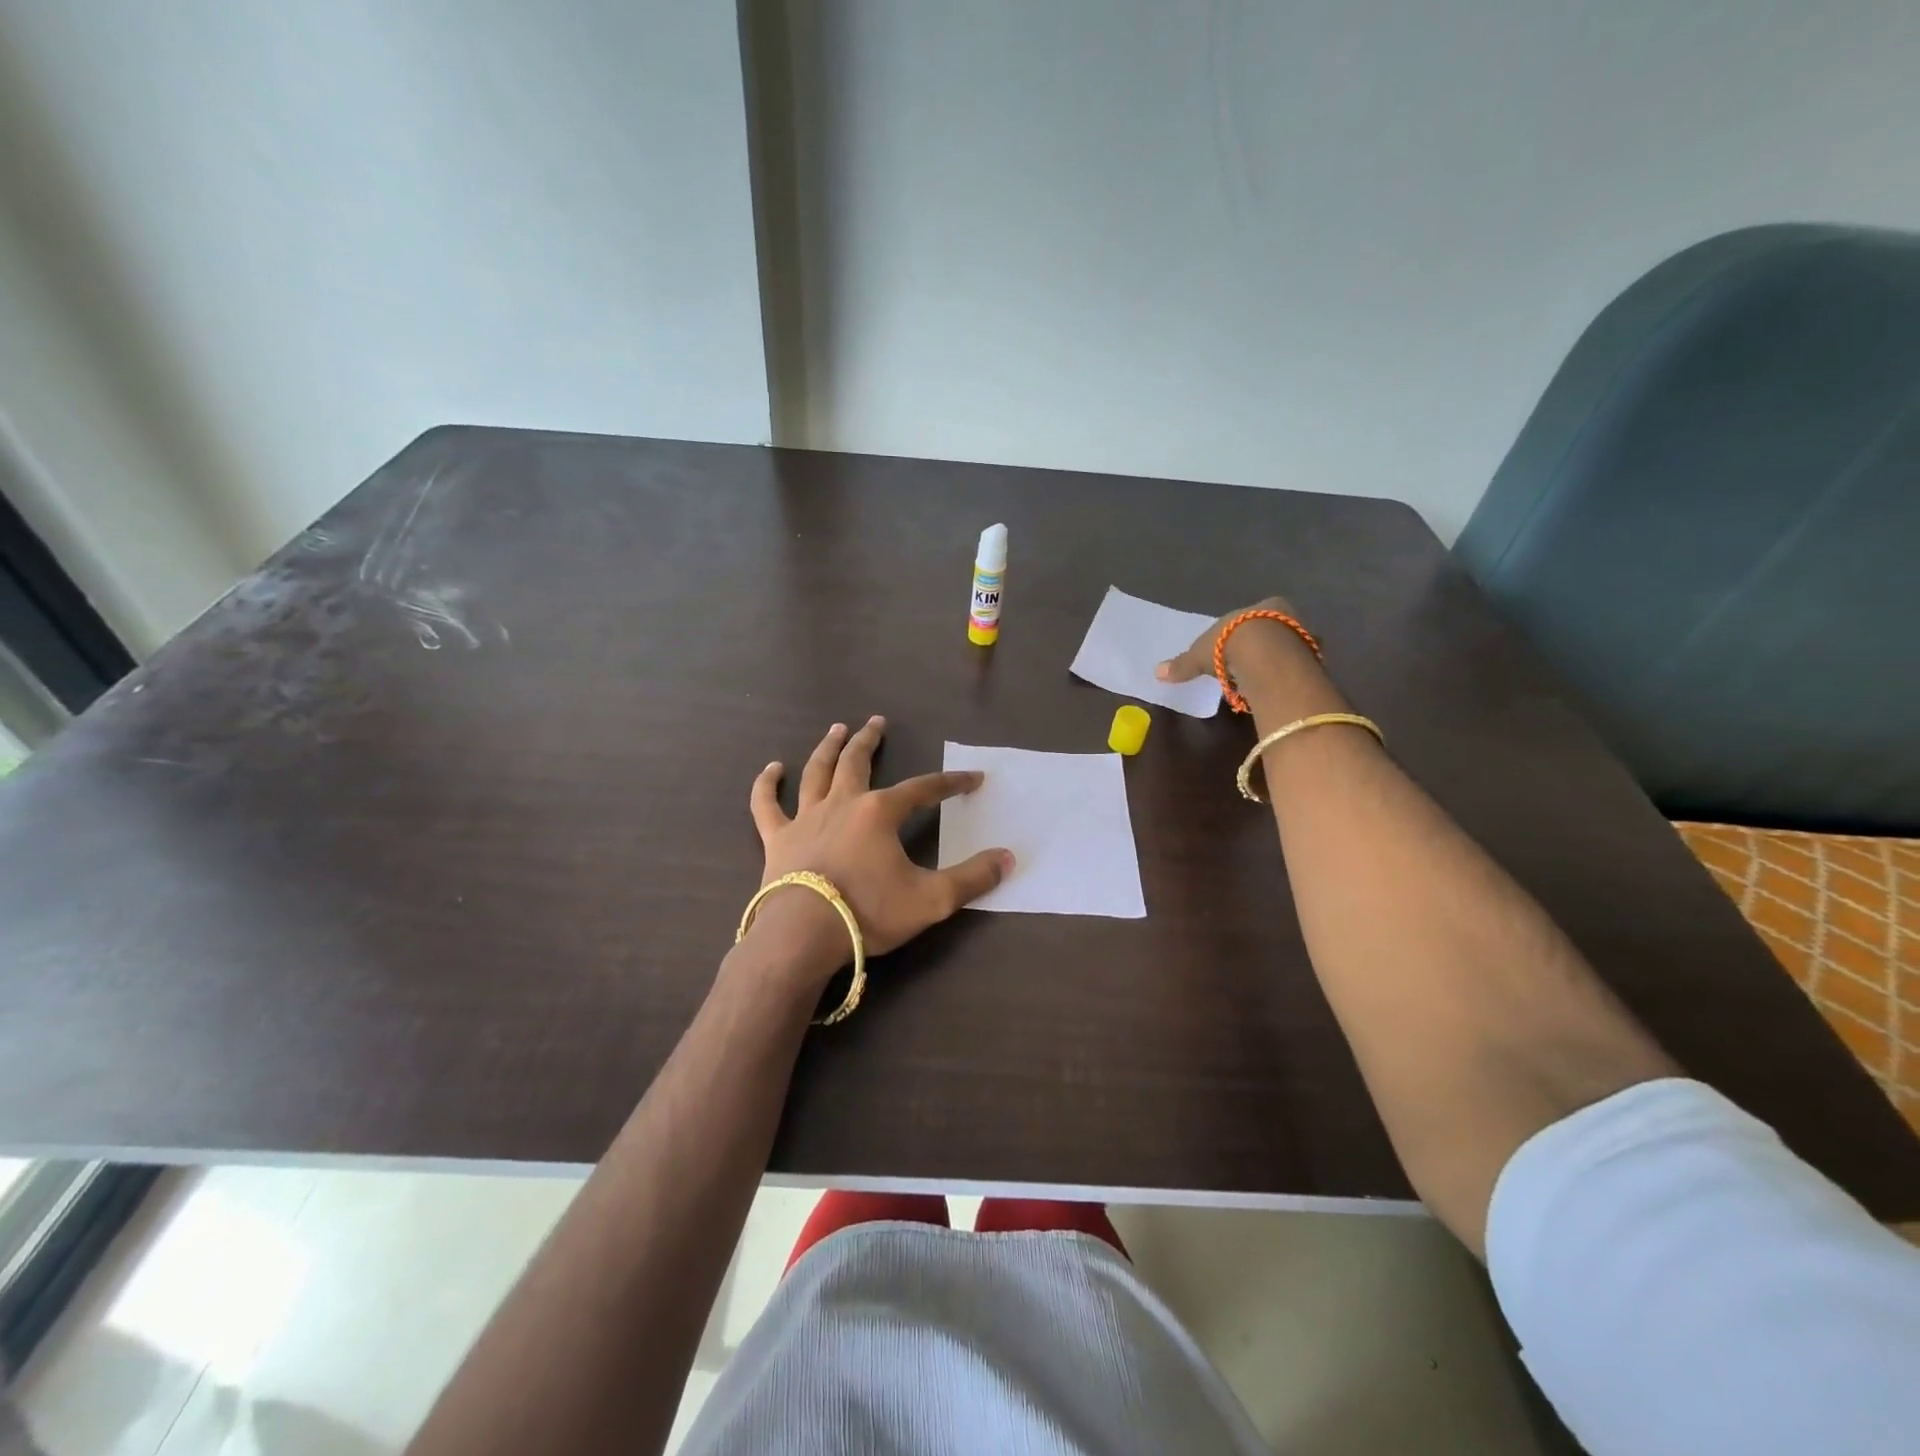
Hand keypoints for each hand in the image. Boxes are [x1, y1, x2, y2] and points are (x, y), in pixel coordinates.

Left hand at [748, 717, 1012, 971]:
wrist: (803, 936)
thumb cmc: (868, 913)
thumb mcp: (932, 900)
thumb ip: (972, 878)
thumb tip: (1008, 857)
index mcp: (880, 813)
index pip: (923, 789)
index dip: (950, 783)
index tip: (972, 778)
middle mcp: (842, 803)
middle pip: (857, 762)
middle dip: (870, 740)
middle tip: (876, 722)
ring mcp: (806, 818)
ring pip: (816, 772)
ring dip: (827, 748)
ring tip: (836, 729)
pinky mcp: (777, 838)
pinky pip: (767, 805)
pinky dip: (767, 785)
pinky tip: (771, 769)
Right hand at [1156, 596, 1345, 718]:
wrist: (1267, 657)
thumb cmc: (1230, 645)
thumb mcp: (1201, 655)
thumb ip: (1183, 664)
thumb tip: (1158, 672)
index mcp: (1263, 606)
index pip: (1253, 618)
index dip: (1242, 633)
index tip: (1233, 649)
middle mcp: (1288, 616)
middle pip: (1274, 631)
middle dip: (1263, 647)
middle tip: (1248, 667)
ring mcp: (1305, 637)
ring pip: (1289, 649)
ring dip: (1277, 663)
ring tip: (1260, 681)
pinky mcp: (1314, 660)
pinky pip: (1298, 669)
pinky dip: (1288, 677)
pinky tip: (1276, 688)